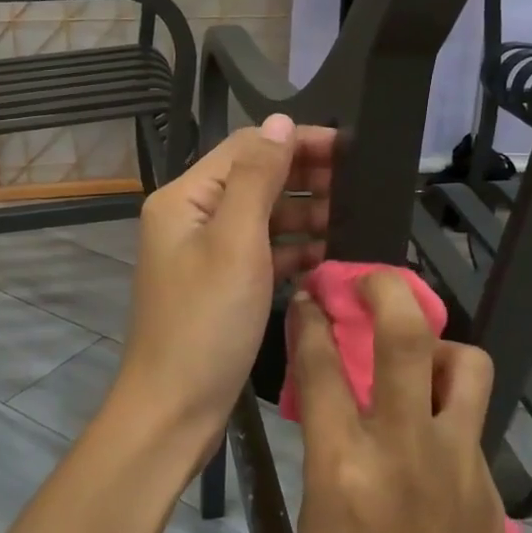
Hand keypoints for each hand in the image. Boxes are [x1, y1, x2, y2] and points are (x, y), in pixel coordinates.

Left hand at [112, 114, 333, 456]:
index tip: (348, 148)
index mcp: (186, 197)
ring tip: (350, 220)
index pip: (246, 148)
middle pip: (255, 180)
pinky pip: (262, 252)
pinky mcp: (222, 285)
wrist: (174, 411)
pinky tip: (328, 256)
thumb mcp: (236, 242)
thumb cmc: (206, 322)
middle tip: (357, 186)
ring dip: (303, 214)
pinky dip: (293, 250)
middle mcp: (192, 217)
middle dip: (304, 177)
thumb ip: (258, 177)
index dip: (296, 142)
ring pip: (262, 217)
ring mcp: (206, 253)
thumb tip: (281, 120)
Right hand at [294, 273, 531, 532]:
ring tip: (419, 364)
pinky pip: (473, 420)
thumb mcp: (313, 530)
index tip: (308, 297)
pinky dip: (451, 408)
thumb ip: (328, 456)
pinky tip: (433, 439)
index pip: (322, 366)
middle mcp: (406, 451)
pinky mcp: (491, 487)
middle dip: (385, 289)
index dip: (310, 320)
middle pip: (407, 336)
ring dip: (440, 347)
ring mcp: (459, 465)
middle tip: (369, 283)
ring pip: (466, 365)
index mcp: (344, 470)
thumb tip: (333, 406)